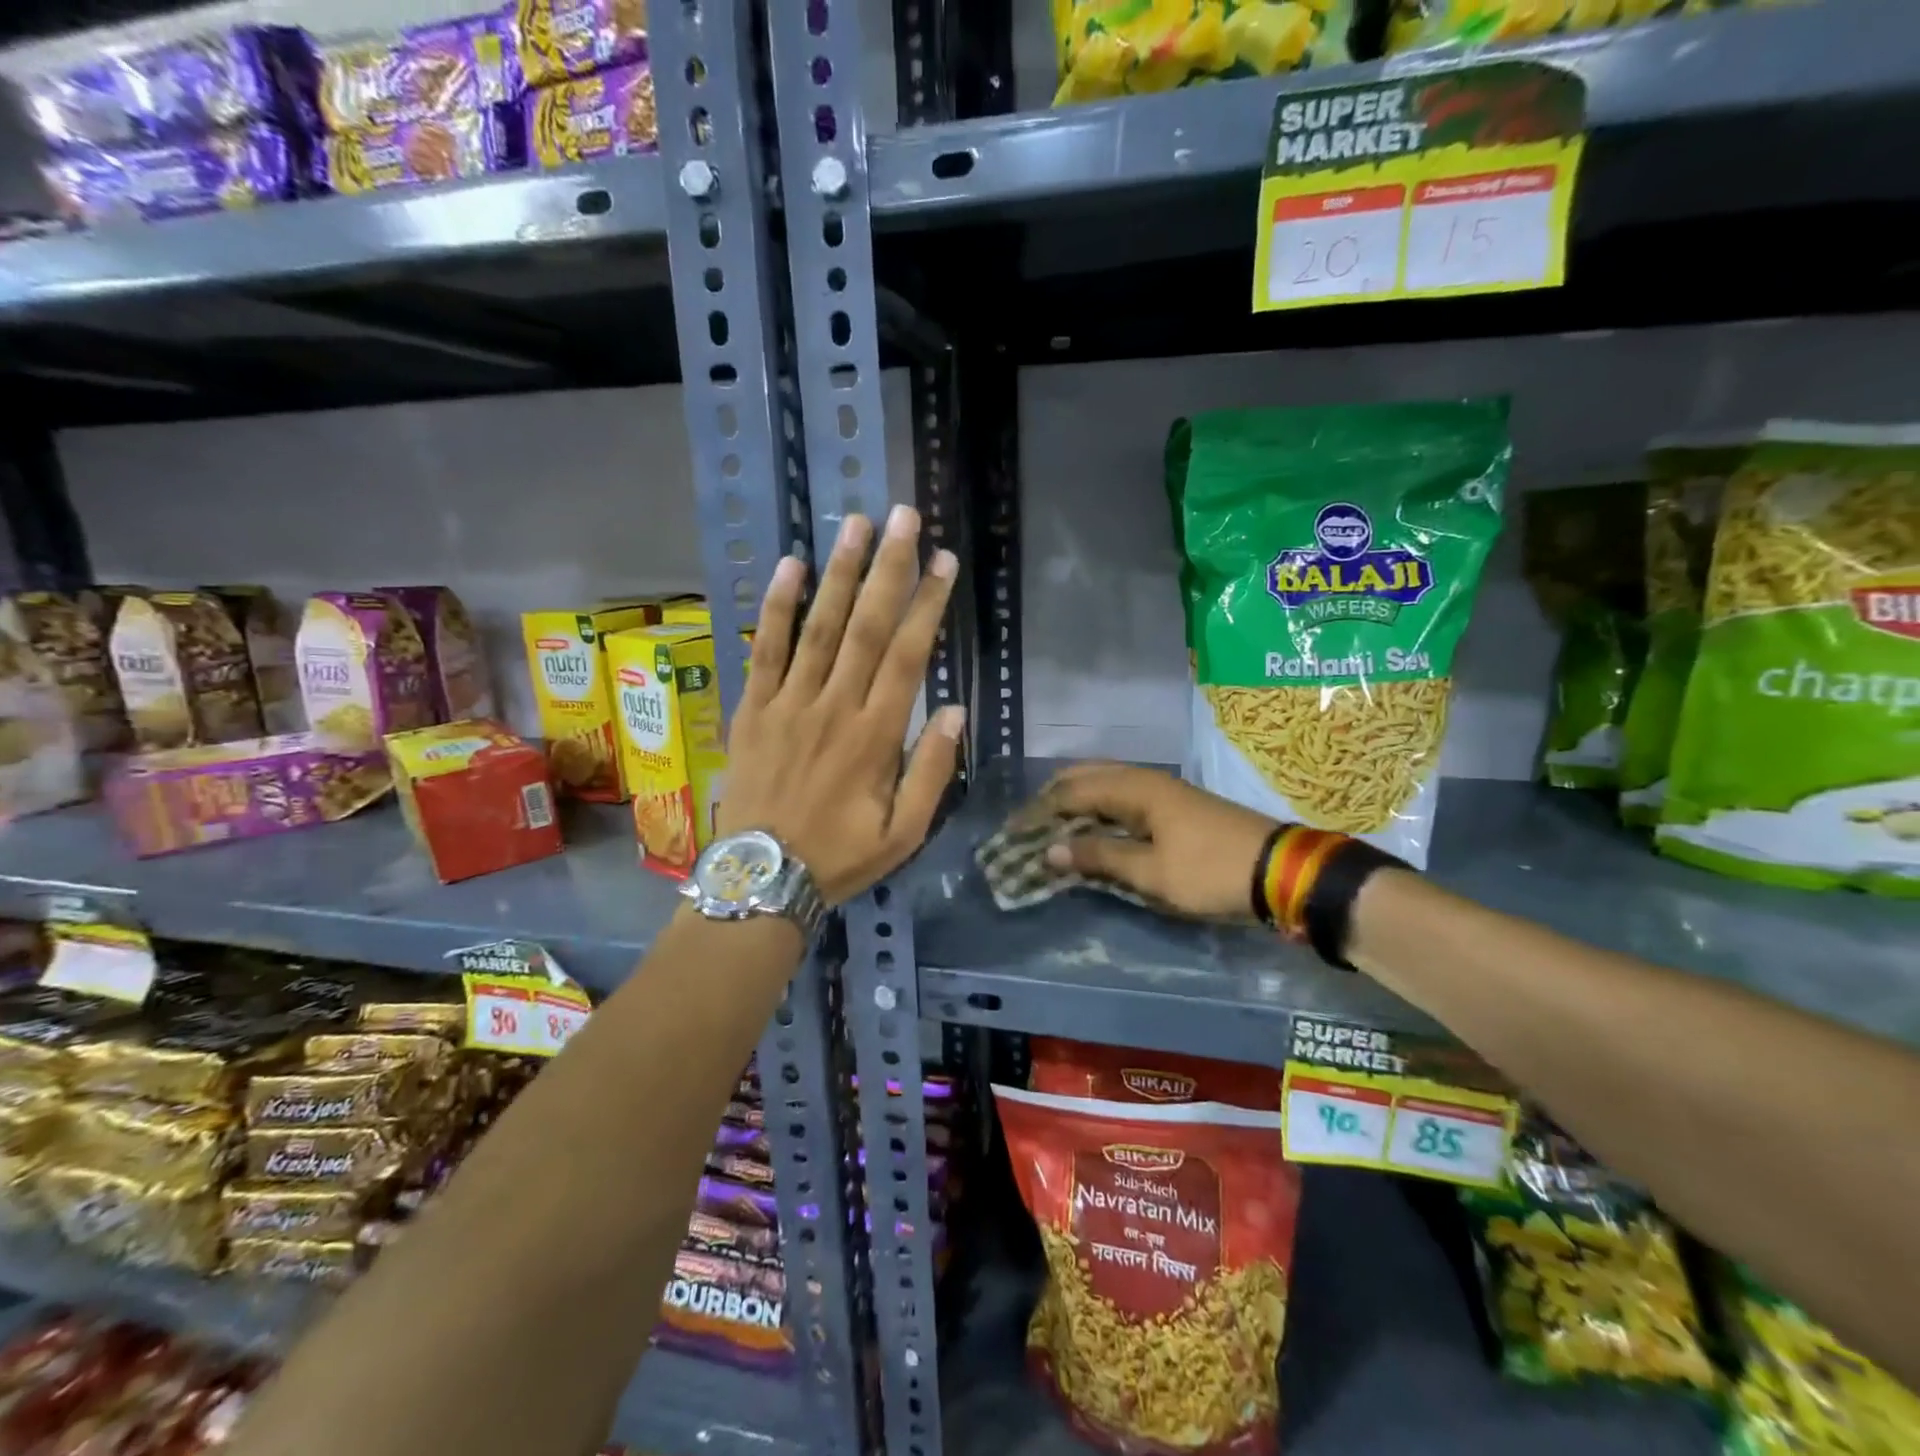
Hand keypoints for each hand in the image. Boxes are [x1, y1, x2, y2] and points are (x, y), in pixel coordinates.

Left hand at [719, 506, 964, 904]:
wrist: (762, 878)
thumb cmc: (840, 857)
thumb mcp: (904, 833)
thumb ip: (931, 771)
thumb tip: (953, 711)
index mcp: (876, 736)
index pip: (908, 656)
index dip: (927, 605)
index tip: (942, 561)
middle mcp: (834, 706)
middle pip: (867, 627)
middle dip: (888, 569)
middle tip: (904, 518)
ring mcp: (789, 703)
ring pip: (819, 627)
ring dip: (840, 573)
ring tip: (856, 525)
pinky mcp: (754, 708)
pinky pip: (766, 649)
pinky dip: (777, 606)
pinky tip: (790, 566)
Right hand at [1040, 763, 1277, 921]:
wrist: (1281, 870)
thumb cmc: (1210, 871)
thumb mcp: (1151, 873)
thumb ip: (1099, 857)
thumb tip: (1051, 851)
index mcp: (1135, 789)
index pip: (1071, 792)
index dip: (1039, 811)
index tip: (1013, 832)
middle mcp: (1145, 779)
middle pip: (1086, 777)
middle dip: (1053, 797)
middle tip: (1029, 825)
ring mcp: (1162, 789)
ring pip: (1105, 783)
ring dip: (1076, 801)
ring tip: (1054, 826)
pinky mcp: (1175, 804)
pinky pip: (1122, 795)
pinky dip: (1098, 808)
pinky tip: (1094, 827)